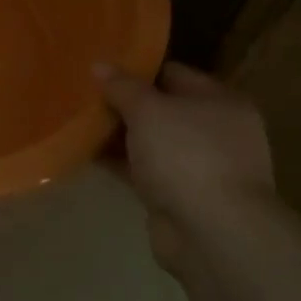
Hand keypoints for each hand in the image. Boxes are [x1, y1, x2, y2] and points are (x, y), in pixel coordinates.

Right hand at [98, 62, 275, 277]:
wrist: (213, 235)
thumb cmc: (187, 156)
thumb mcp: (148, 110)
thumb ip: (122, 86)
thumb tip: (99, 65)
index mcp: (221, 101)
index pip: (173, 73)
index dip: (137, 69)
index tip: (100, 69)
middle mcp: (216, 132)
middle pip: (162, 109)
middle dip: (125, 104)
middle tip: (84, 95)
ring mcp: (200, 168)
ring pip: (152, 143)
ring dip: (120, 136)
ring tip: (79, 123)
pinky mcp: (181, 198)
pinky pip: (145, 172)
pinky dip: (121, 165)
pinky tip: (88, 155)